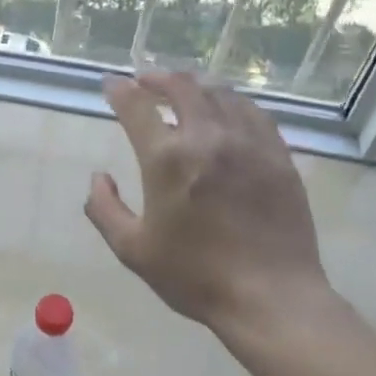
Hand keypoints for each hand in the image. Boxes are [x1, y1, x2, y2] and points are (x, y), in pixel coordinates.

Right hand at [84, 71, 332, 340]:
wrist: (271, 297)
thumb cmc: (195, 276)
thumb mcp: (133, 250)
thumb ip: (104, 209)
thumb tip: (98, 178)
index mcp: (167, 159)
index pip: (136, 106)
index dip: (119, 90)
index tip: (111, 84)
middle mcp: (207, 138)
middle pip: (181, 86)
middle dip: (157, 77)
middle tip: (145, 80)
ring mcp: (247, 143)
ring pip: (219, 92)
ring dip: (195, 84)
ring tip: (183, 88)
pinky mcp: (277, 155)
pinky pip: (253, 112)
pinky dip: (231, 101)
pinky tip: (226, 109)